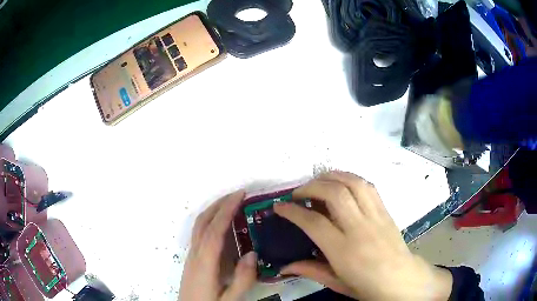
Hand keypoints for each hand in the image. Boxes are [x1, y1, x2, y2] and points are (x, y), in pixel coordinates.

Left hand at [179, 190, 256, 300]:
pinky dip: (210, 220)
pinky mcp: (192, 258)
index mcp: (205, 263)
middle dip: (220, 204)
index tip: (240, 195)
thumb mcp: (230, 298)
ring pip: (199, 225)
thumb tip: (252, 252)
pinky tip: (221, 225)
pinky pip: (199, 232)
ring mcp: (191, 255)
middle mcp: (195, 253)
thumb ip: (242, 279)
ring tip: (231, 203)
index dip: (226, 210)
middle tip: (239, 194)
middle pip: (203, 222)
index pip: (215, 230)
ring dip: (213, 210)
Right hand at [274, 171, 452, 300]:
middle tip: (298, 193)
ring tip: (318, 181)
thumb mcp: (337, 283)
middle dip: (311, 187)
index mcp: (344, 251)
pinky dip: (351, 179)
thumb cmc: (368, 286)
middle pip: (334, 194)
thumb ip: (311, 271)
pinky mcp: (385, 210)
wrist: (401, 279)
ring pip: (353, 183)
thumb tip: (284, 267)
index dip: (293, 211)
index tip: (279, 206)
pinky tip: (342, 183)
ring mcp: (375, 216)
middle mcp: (360, 228)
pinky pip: (368, 186)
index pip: (314, 223)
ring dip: (332, 176)